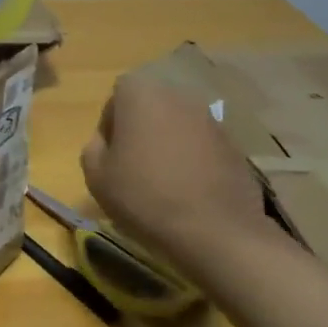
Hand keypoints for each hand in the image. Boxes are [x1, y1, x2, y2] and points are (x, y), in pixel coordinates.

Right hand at [80, 70, 269, 264]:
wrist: (214, 232)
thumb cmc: (144, 197)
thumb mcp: (96, 176)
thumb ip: (93, 148)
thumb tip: (105, 142)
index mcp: (141, 94)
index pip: (117, 95)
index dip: (110, 125)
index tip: (111, 155)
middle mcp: (178, 96)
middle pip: (150, 107)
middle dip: (140, 130)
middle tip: (133, 167)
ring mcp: (211, 119)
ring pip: (177, 126)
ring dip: (168, 144)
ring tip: (163, 182)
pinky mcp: (234, 145)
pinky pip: (202, 145)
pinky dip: (193, 160)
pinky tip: (189, 191)